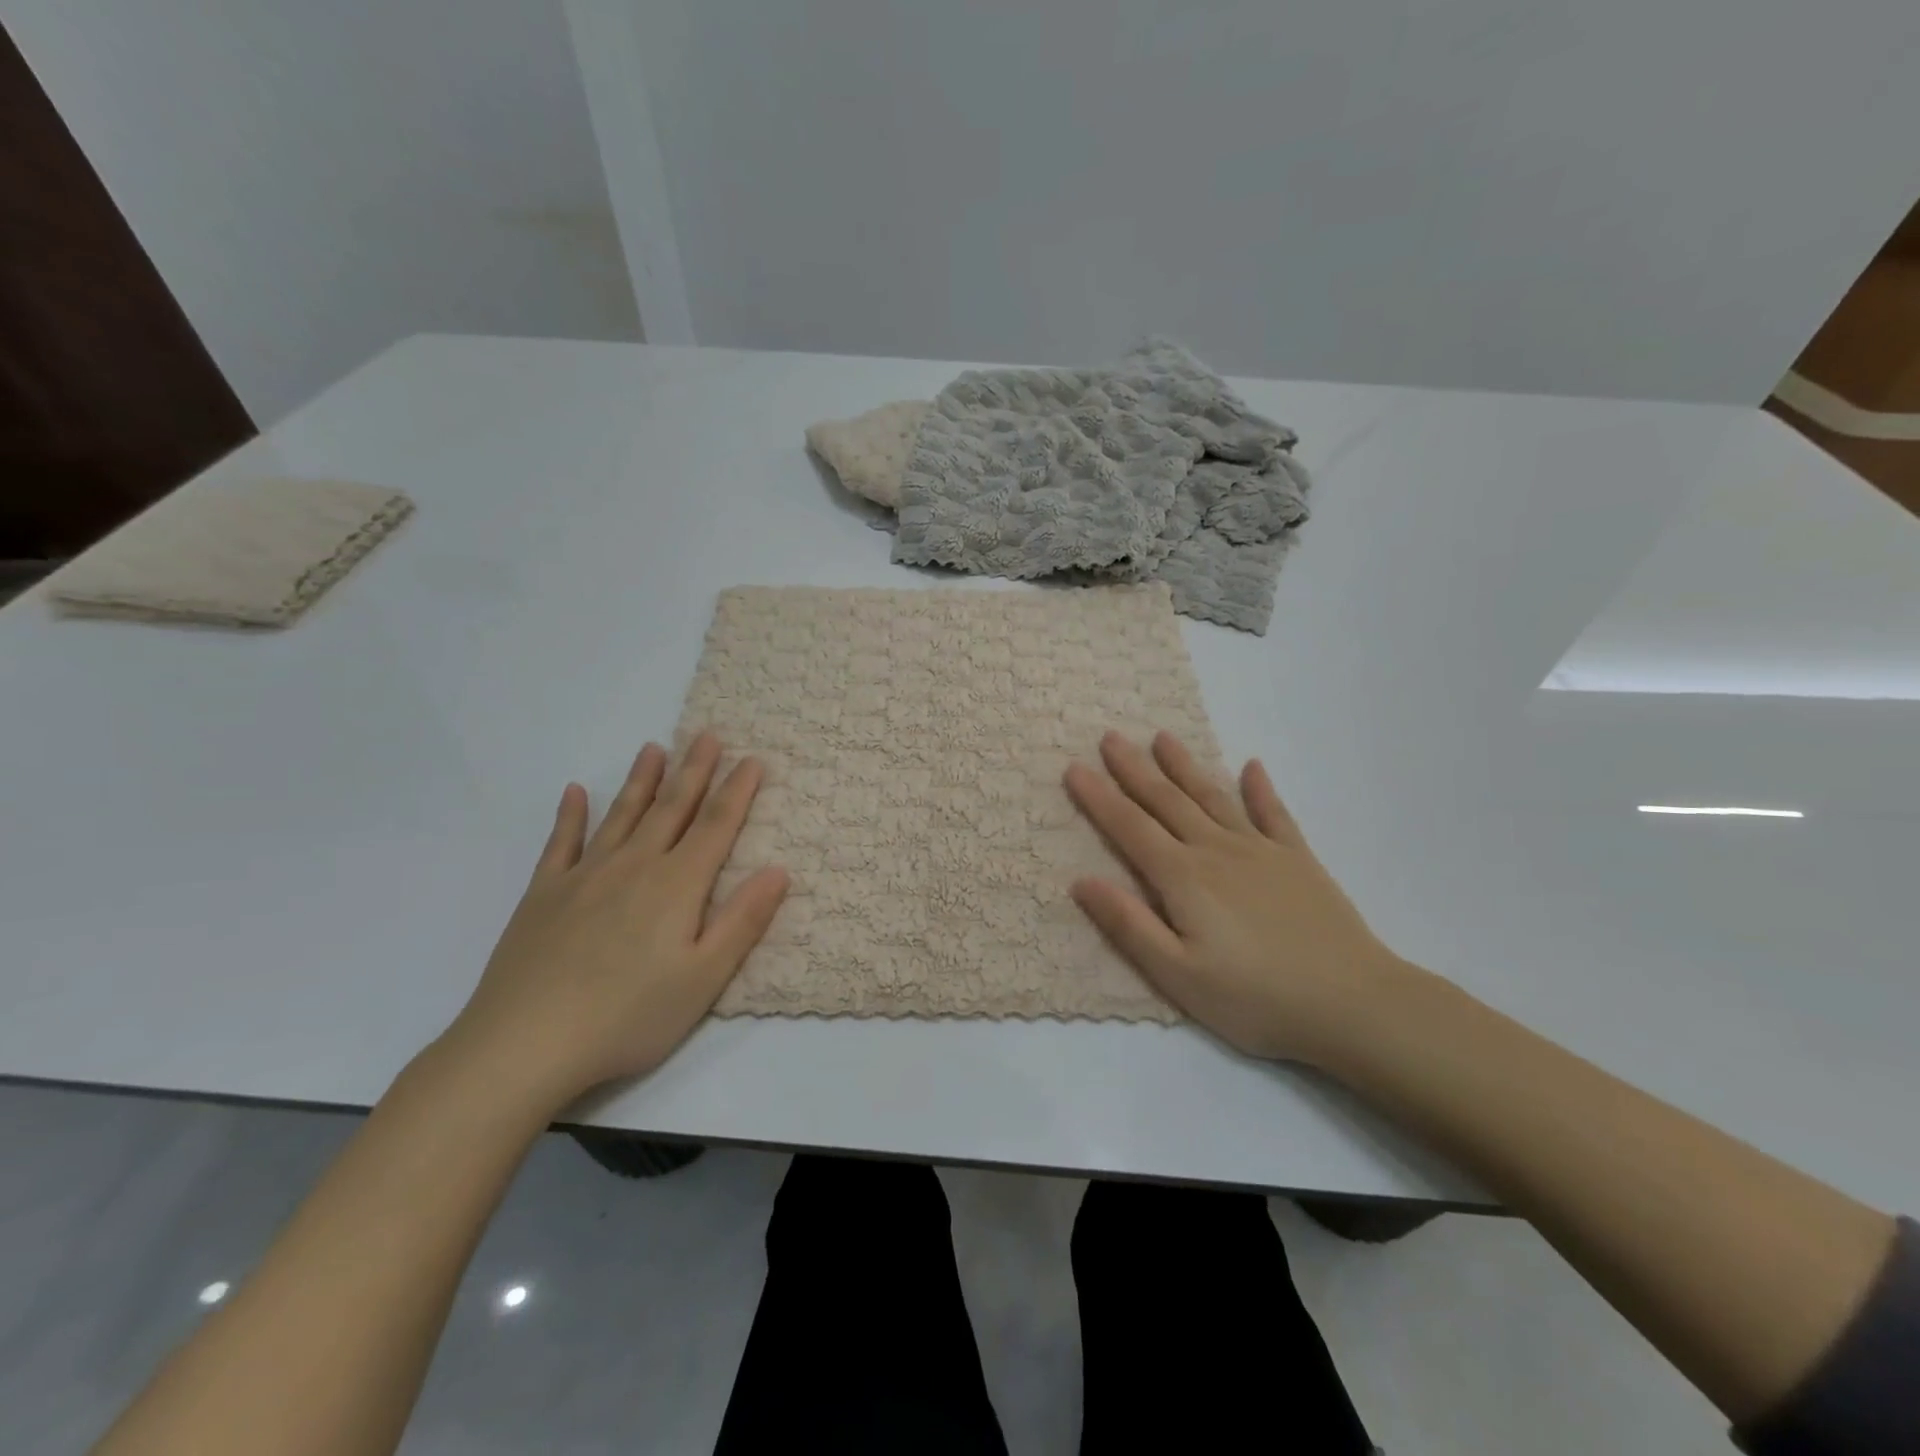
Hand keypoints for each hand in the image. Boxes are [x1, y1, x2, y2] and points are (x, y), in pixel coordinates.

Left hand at [442, 734, 787, 1110]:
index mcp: (677, 885)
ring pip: (622, 815)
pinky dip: (570, 815)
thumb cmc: (629, 1016)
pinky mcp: (543, 895)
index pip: (716, 826)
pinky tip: (576, 792)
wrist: (524, 1044)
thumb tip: (779, 870)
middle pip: (672, 808)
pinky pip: (561, 843)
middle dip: (694, 770)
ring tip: (654, 748)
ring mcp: (584, 876)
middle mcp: (634, 866)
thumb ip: (743, 920)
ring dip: (642, 780)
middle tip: (708, 734)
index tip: (753, 759)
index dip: (738, 791)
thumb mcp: (704, 978)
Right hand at [1064, 730, 1412, 1064]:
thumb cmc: (1255, 999)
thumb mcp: (1178, 976)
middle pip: (1167, 801)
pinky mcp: (1299, 860)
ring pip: (1214, 797)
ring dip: (1185, 766)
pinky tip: (1252, 767)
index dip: (1099, 797)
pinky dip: (1261, 789)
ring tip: (1163, 738)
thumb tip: (1081, 881)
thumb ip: (1129, 925)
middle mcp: (1217, 851)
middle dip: (1134, 769)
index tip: (1074, 767)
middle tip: (1110, 737)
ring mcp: (1262, 851)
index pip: (1130, 828)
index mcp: (1184, 878)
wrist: (1352, 1004)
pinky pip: (1274, 814)